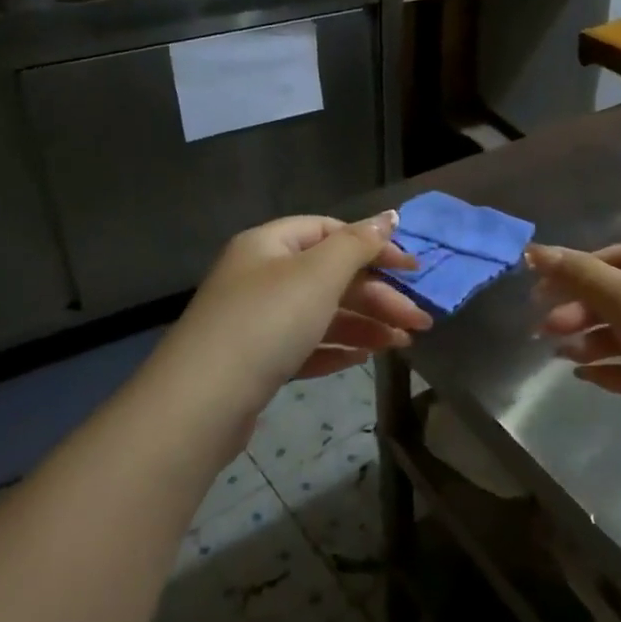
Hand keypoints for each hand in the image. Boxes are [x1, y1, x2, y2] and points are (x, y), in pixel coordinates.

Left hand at [153, 213, 430, 426]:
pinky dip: (337, 348)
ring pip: (323, 314)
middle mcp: (262, 276)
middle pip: (332, 276)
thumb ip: (358, 244)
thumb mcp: (319, 274)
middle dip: (379, 297)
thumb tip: (390, 217)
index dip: (374, 246)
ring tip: (404, 344)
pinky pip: (306, 346)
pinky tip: (365, 358)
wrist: (200, 404)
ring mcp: (257, 321)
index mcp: (270, 245)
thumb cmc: (266, 322)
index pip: (331, 232)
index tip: (413, 269)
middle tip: (420, 320)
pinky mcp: (257, 361)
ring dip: (366, 325)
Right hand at [528, 241, 620, 441]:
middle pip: (619, 295)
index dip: (574, 271)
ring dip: (593, 341)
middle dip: (580, 311)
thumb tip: (535, 249)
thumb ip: (578, 274)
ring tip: (562, 357)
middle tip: (544, 330)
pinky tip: (587, 378)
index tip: (539, 292)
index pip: (614, 257)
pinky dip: (615, 368)